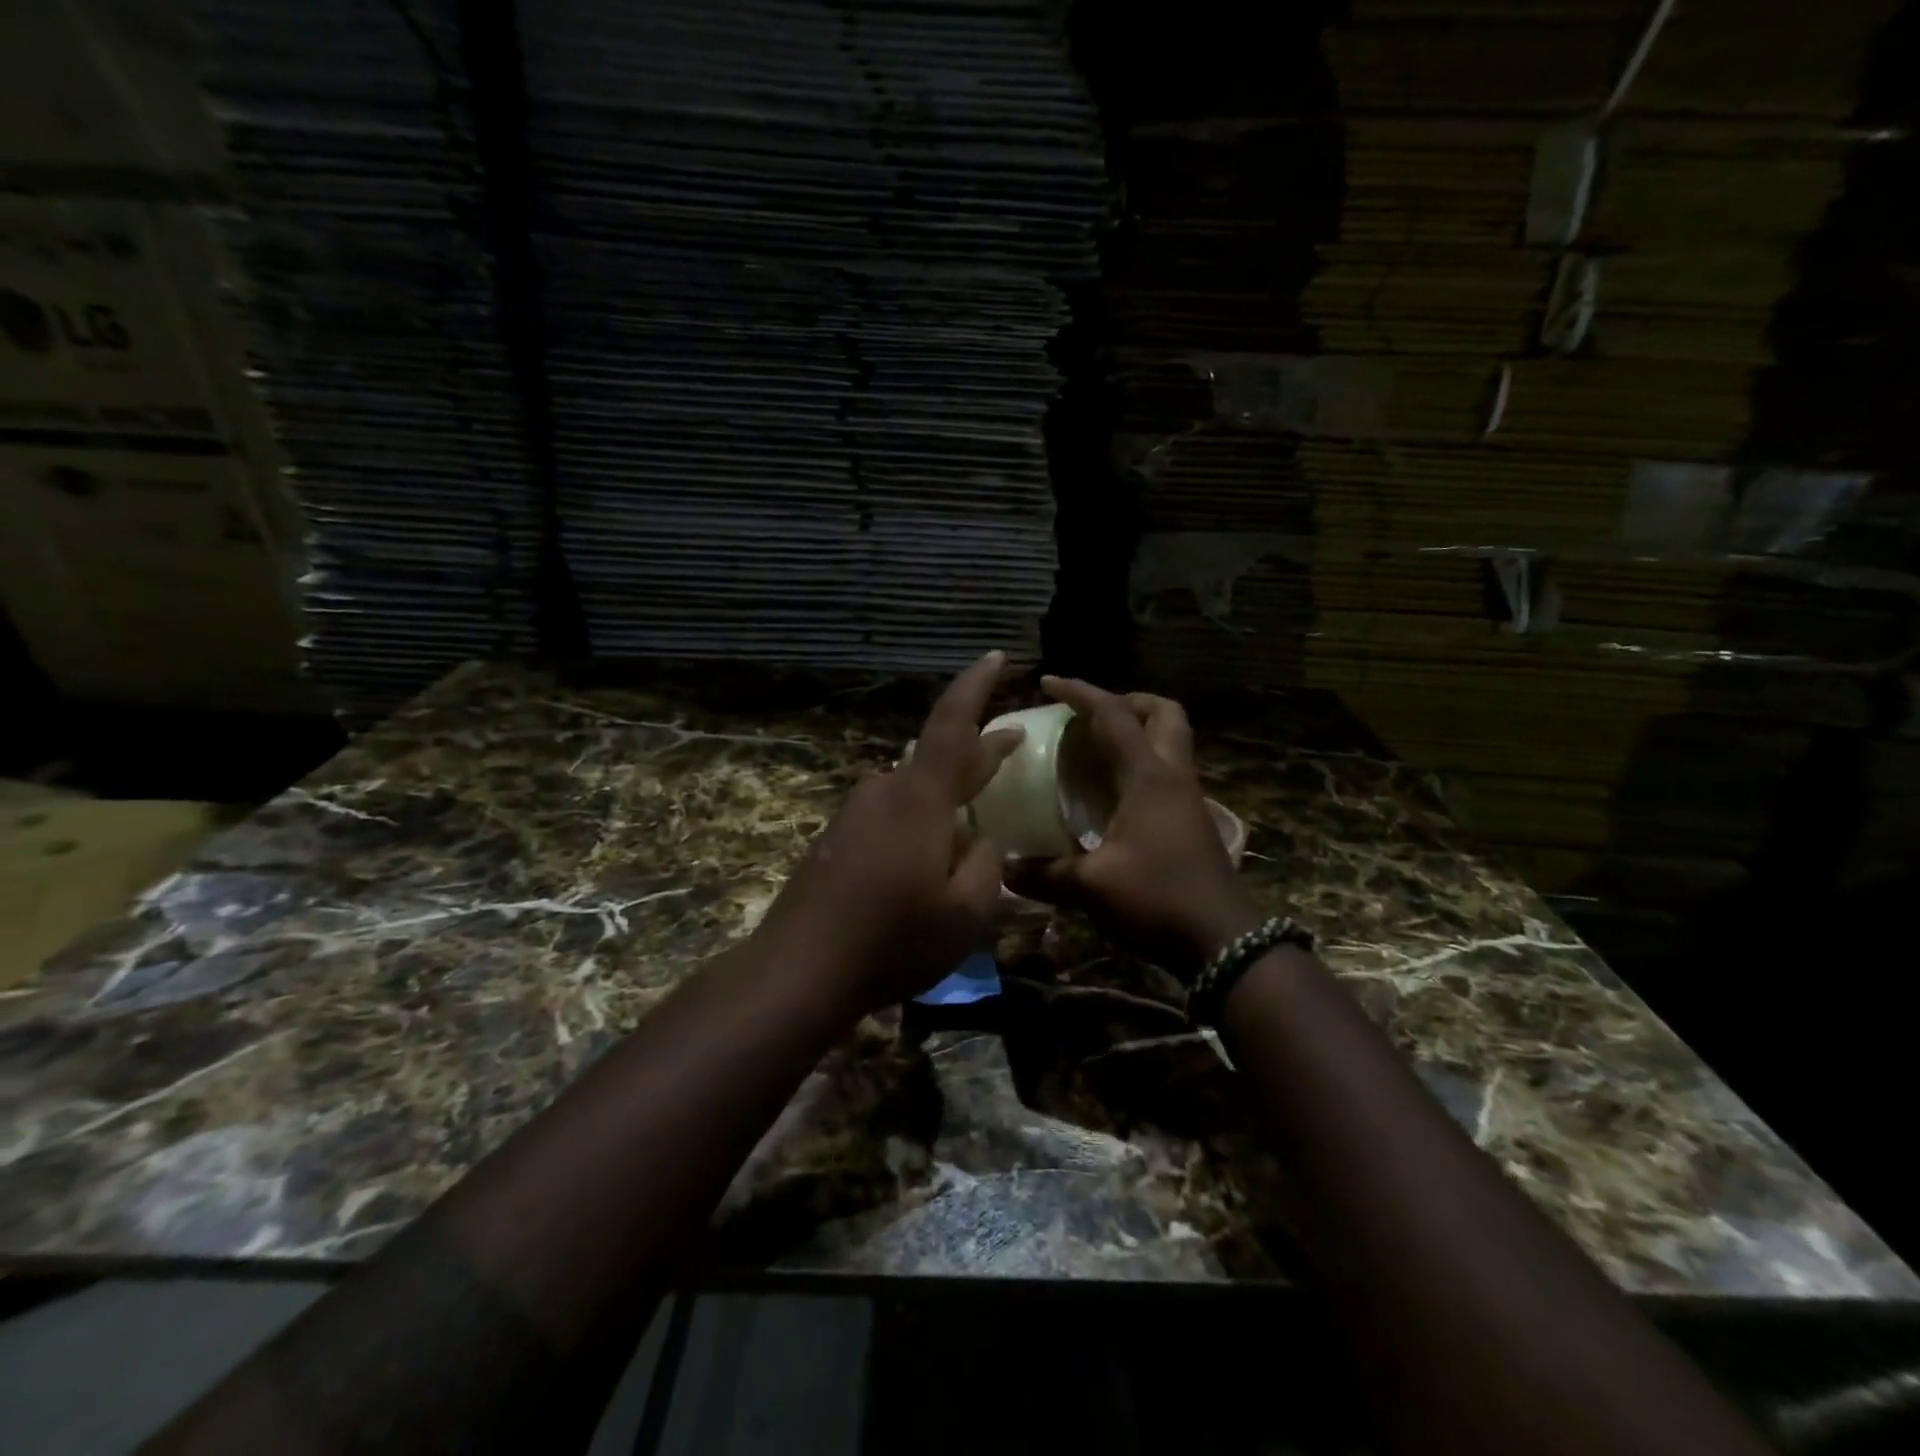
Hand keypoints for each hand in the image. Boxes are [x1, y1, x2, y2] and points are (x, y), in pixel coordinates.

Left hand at [759, 651, 1023, 1012]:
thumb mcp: (965, 914)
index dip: (976, 687)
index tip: (997, 656)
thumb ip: (985, 867)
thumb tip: (980, 841)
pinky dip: (919, 820)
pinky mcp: (837, 838)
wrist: (800, 968)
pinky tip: (926, 854)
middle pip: (938, 755)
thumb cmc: (893, 940)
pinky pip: (891, 813)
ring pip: (914, 789)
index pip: (954, 726)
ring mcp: (856, 814)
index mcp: (920, 799)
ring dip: (947, 794)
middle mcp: (884, 792)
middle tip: (1011, 744)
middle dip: (978, 750)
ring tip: (972, 818)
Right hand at [1009, 677, 1258, 979]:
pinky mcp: (1191, 821)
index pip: (1114, 716)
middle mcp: (1172, 777)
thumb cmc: (1158, 899)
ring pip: (1170, 741)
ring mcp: (1188, 798)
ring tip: (1094, 748)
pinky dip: (1140, 764)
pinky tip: (1112, 793)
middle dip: (1127, 702)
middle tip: (1091, 714)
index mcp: (1148, 778)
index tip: (1048, 682)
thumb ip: (1045, 875)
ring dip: (1137, 731)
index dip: (1081, 693)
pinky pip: (1165, 772)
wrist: (1223, 941)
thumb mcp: (1092, 887)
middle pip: (1163, 713)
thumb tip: (1004, 869)